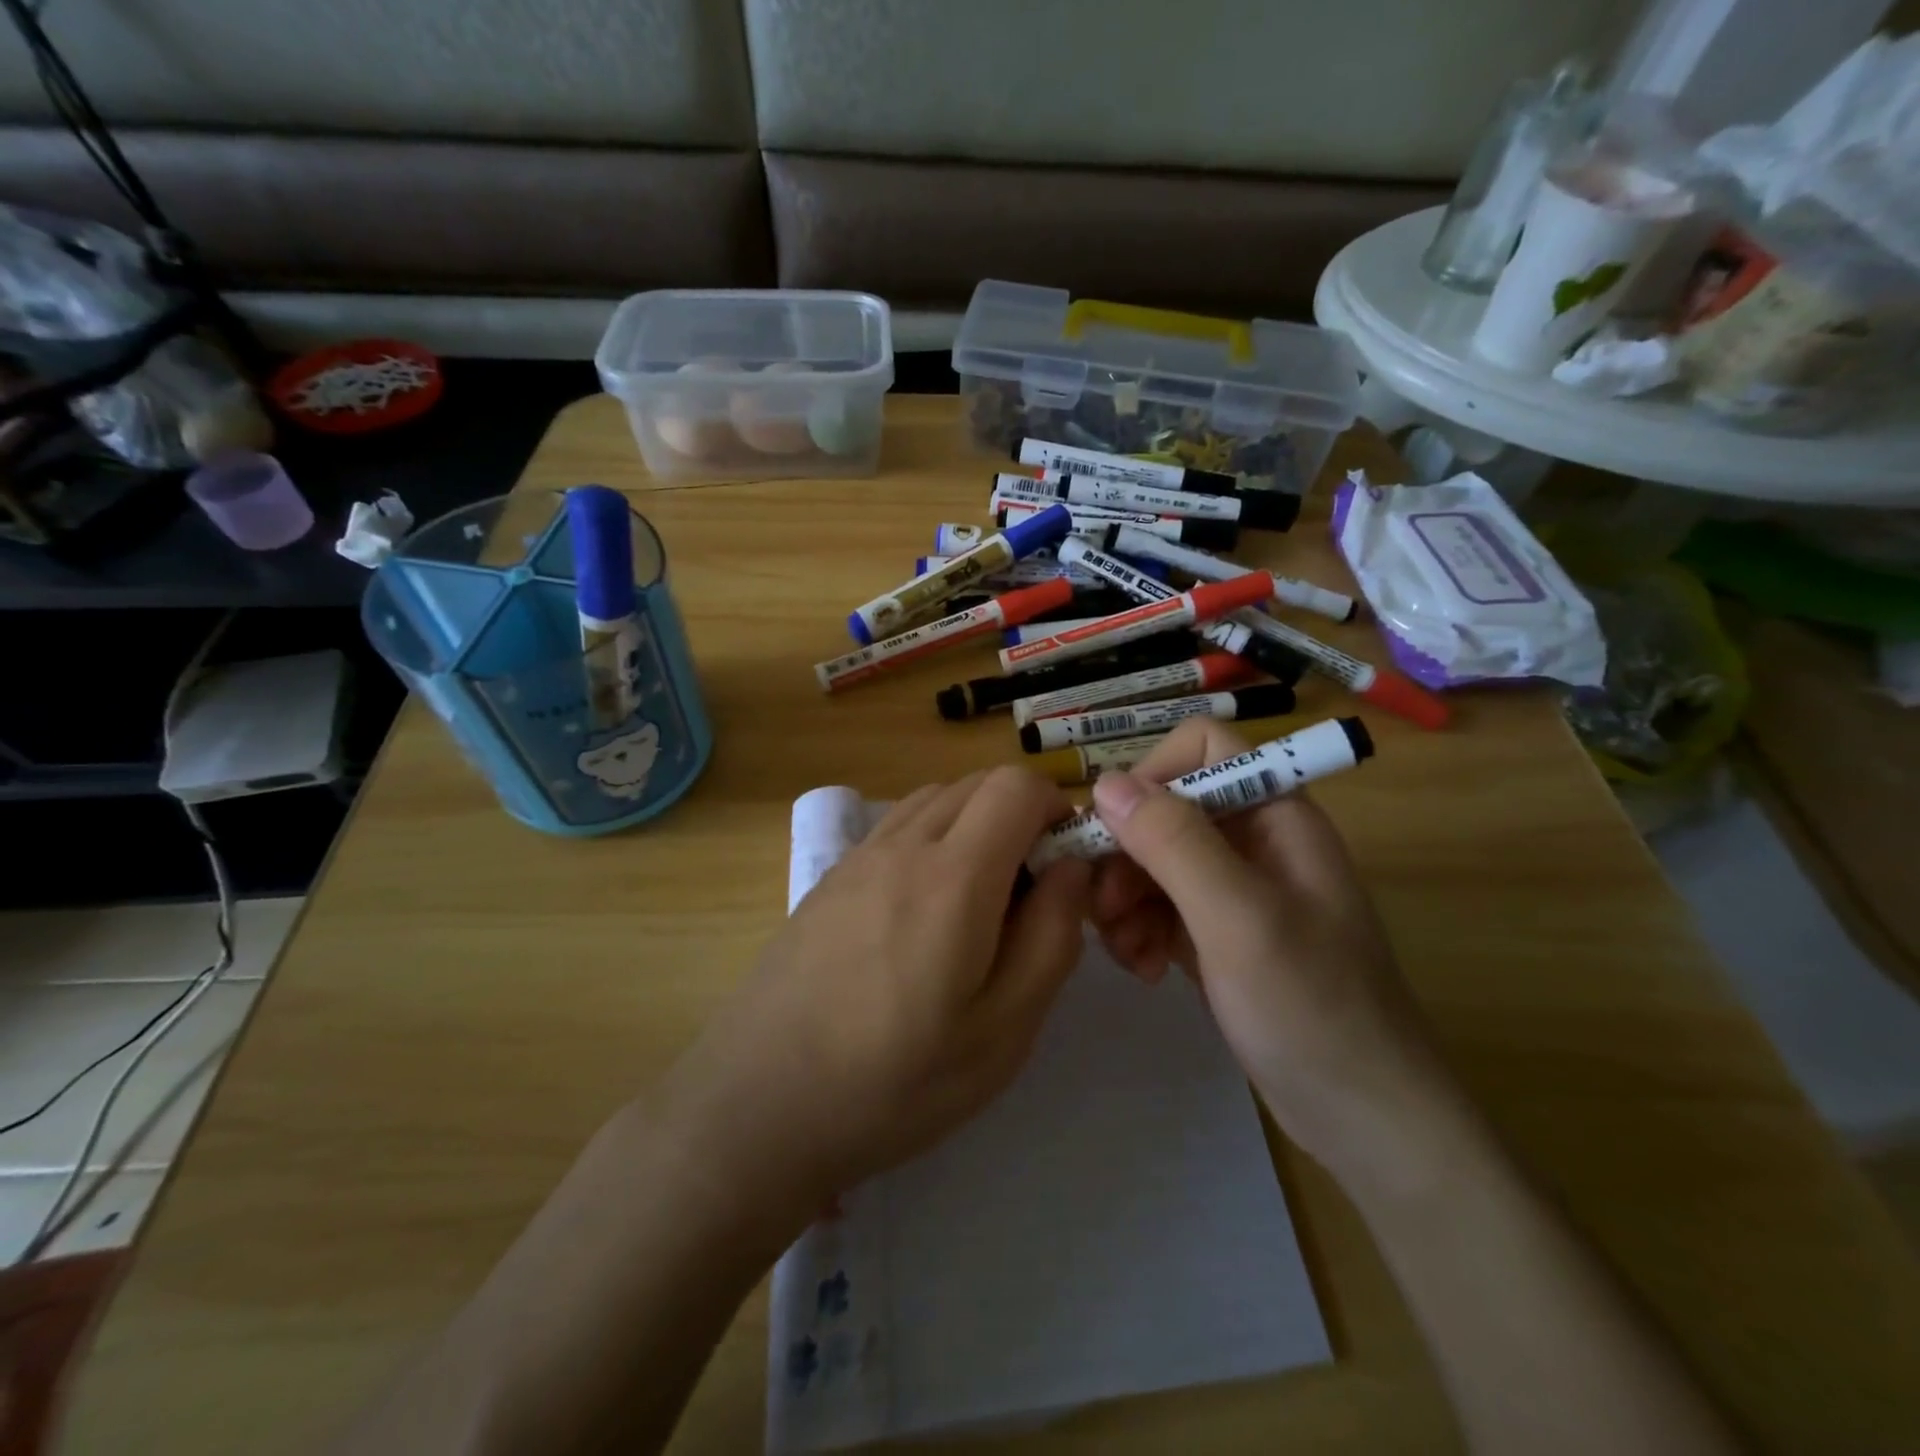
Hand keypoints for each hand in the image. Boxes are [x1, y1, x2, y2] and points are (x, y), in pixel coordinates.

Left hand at [659, 767, 1091, 1239]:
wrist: (759, 1105)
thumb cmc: (896, 1080)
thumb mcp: (1004, 1029)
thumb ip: (1052, 936)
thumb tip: (1070, 868)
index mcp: (954, 875)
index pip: (1016, 785)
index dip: (1056, 808)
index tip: (1066, 864)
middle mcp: (903, 844)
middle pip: (977, 784)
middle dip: (1020, 816)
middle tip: (1029, 892)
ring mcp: (858, 856)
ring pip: (935, 799)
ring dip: (974, 824)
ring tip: (979, 901)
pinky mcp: (830, 877)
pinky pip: (897, 827)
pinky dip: (932, 838)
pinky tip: (924, 911)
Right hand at [1086, 720, 1457, 1178]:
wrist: (1366, 1118)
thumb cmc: (1311, 1008)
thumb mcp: (1238, 918)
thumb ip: (1174, 842)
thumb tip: (1105, 781)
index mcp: (1275, 813)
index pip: (1202, 748)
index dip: (1152, 775)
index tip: (1112, 830)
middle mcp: (1254, 839)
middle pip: (1165, 809)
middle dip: (1126, 854)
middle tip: (1103, 911)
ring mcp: (1236, 889)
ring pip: (1154, 859)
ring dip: (1126, 899)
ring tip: (1125, 953)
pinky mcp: (1219, 933)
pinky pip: (1161, 906)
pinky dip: (1142, 930)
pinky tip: (1145, 970)